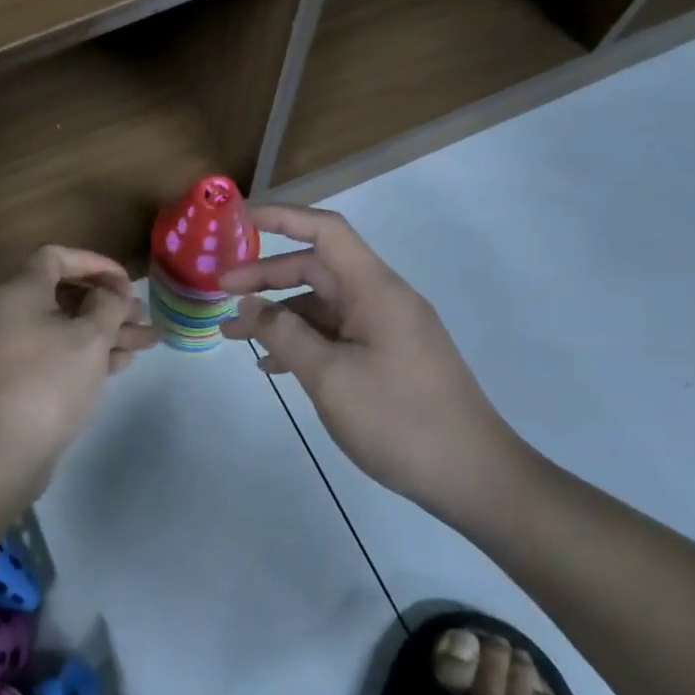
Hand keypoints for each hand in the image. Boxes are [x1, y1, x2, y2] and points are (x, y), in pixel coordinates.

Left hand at [0, 245, 158, 500]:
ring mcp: (6, 349)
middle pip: (63, 296)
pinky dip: (83, 355)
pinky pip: (51, 354)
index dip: (95, 263)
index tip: (126, 282)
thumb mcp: (89, 338)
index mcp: (19, 291)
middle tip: (142, 318)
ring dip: (103, 332)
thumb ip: (107, 305)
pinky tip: (119, 365)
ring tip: (145, 344)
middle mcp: (6, 313)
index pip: (56, 257)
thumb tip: (110, 292)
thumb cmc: (48, 382)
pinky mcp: (11, 380)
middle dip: (107, 304)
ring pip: (62, 329)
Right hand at [220, 205, 528, 520]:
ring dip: (279, 316)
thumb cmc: (399, 419)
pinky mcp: (387, 357)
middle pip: (317, 268)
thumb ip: (283, 334)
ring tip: (233, 338)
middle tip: (220, 292)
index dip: (282, 217)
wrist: (473, 477)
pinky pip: (335, 335)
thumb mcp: (329, 376)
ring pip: (322, 306)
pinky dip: (302, 342)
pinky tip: (273, 366)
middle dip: (267, 276)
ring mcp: (387, 330)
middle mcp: (382, 300)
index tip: (239, 219)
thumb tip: (247, 305)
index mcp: (375, 290)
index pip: (326, 231)